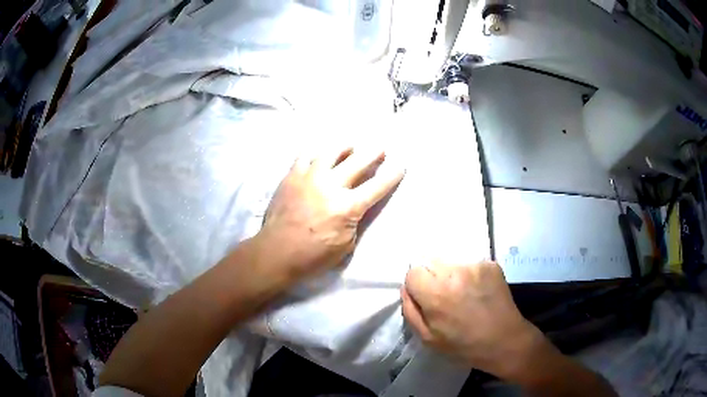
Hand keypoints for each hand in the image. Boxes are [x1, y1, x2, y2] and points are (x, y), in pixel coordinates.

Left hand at [259, 145, 404, 283]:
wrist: (277, 252)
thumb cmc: (314, 255)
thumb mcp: (346, 244)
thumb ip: (355, 220)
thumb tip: (357, 205)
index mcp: (347, 206)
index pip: (377, 187)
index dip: (392, 175)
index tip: (401, 165)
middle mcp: (330, 185)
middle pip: (357, 162)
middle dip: (373, 153)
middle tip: (380, 148)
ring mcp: (309, 177)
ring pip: (330, 151)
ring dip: (344, 147)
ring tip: (350, 146)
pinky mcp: (292, 176)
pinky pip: (305, 155)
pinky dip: (316, 152)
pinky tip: (320, 154)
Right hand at [401, 261, 541, 379]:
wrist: (504, 340)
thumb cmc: (464, 345)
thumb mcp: (428, 338)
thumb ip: (411, 311)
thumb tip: (406, 288)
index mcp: (436, 293)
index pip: (413, 272)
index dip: (418, 286)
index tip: (427, 299)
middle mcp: (455, 273)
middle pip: (432, 263)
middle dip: (434, 278)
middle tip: (447, 298)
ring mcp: (475, 266)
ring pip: (451, 263)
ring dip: (452, 276)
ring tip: (465, 295)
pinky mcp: (491, 264)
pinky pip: (470, 265)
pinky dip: (470, 276)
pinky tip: (479, 292)